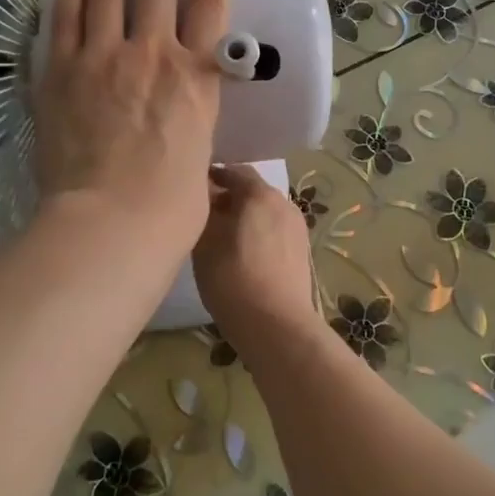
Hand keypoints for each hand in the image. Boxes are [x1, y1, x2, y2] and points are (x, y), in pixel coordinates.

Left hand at [34, 0, 230, 268]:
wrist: (110, 223)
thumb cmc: (171, 207)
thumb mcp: (202, 156)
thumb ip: (195, 128)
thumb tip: (187, 132)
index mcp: (197, 78)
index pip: (211, 9)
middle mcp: (153, 54)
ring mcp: (102, 57)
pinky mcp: (60, 70)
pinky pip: (64, 13)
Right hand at [193, 164, 318, 349]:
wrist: (276, 324)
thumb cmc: (233, 278)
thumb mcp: (205, 241)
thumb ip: (204, 210)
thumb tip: (205, 193)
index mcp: (260, 194)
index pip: (234, 170)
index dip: (213, 175)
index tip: (193, 186)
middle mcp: (283, 202)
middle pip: (252, 191)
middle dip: (229, 198)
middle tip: (204, 214)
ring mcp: (296, 227)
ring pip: (264, 212)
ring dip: (244, 217)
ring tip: (221, 237)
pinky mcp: (301, 250)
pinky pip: (274, 231)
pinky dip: (258, 233)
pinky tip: (243, 255)